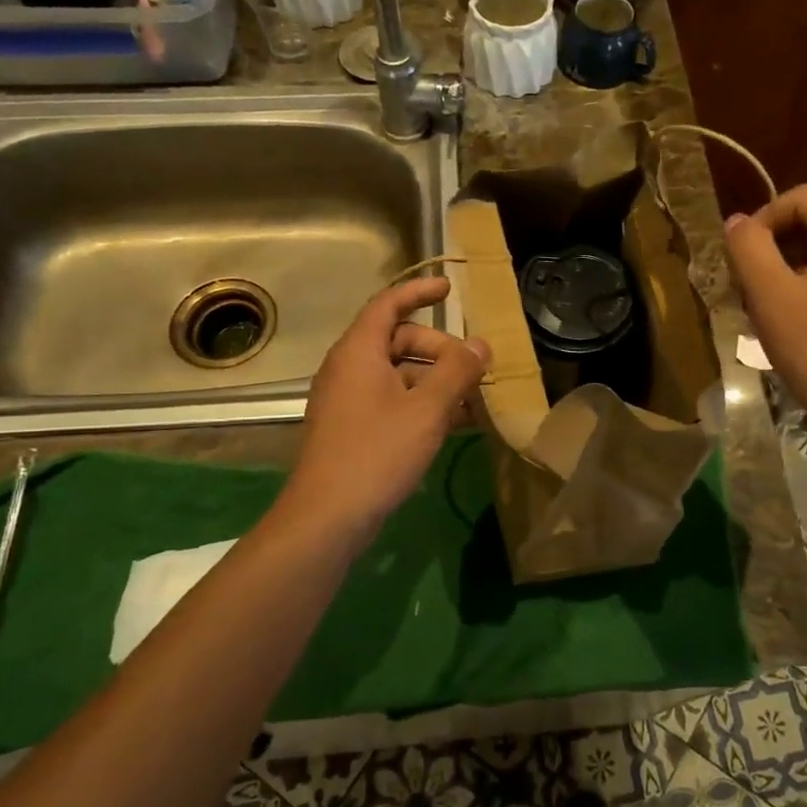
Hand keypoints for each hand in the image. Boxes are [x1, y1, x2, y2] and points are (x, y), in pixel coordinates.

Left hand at [288, 277, 490, 528]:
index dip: (419, 291)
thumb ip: (457, 371)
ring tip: (473, 402)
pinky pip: (392, 401)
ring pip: (398, 374)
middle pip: (398, 340)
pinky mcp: (352, 428)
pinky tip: (453, 425)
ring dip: (436, 381)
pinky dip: (421, 404)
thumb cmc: (377, 452)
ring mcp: (348, 400)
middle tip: (474, 369)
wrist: (327, 517)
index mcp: (358, 352)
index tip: (450, 289)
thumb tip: (480, 343)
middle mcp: (348, 368)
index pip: (388, 304)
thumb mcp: (427, 409)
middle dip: (440, 349)